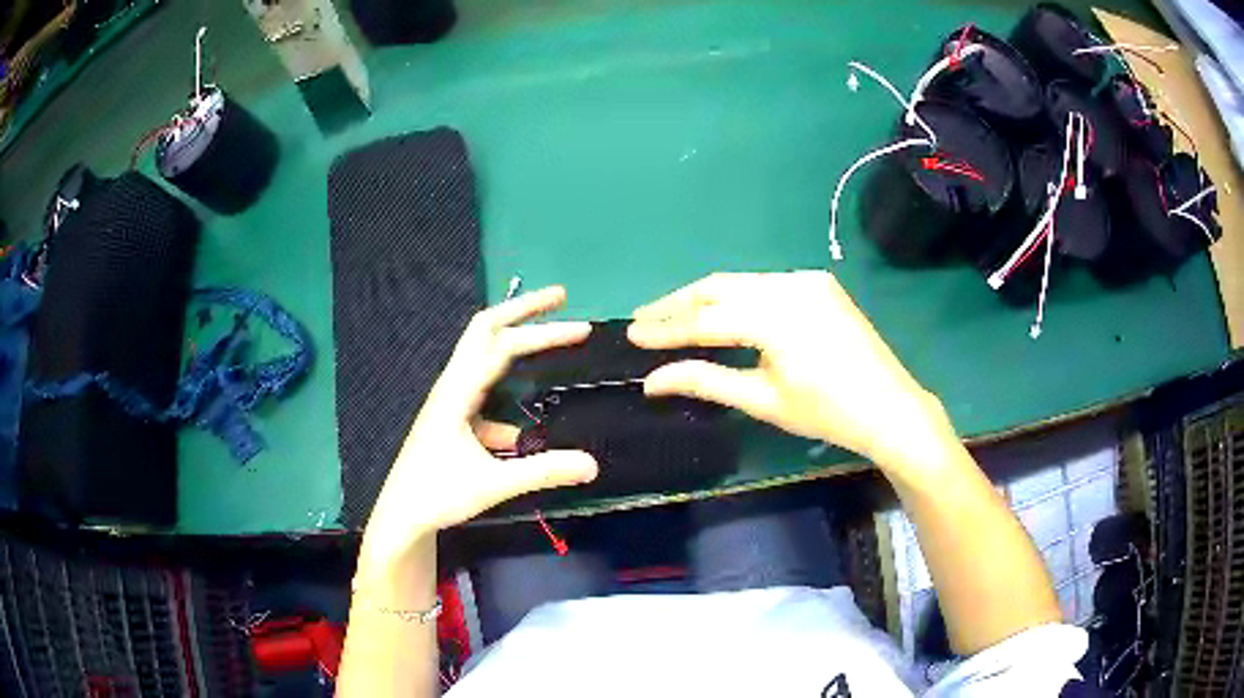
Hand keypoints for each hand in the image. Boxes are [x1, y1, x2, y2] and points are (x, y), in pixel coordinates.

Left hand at [360, 287, 598, 570]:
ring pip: (483, 357)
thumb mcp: (494, 485)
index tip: (582, 328)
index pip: (503, 347)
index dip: (543, 333)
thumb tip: (593, 465)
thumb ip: (543, 472)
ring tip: (549, 337)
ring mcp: (450, 400)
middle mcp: (452, 385)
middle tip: (560, 296)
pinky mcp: (452, 418)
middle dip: (523, 310)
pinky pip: (484, 394)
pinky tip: (521, 435)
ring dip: (515, 341)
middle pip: (485, 330)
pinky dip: (506, 397)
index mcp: (457, 392)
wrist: (401, 515)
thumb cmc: (438, 495)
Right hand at [628, 271, 955, 467]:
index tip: (631, 334)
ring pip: (741, 283)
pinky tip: (722, 313)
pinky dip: (737, 298)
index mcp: (776, 318)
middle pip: (719, 288)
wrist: (890, 407)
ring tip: (673, 316)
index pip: (706, 319)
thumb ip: (706, 381)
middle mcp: (789, 285)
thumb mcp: (763, 400)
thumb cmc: (827, 413)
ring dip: (705, 298)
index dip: (666, 328)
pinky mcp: (819, 283)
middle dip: (678, 303)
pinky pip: (766, 285)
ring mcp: (807, 280)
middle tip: (644, 319)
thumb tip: (652, 380)